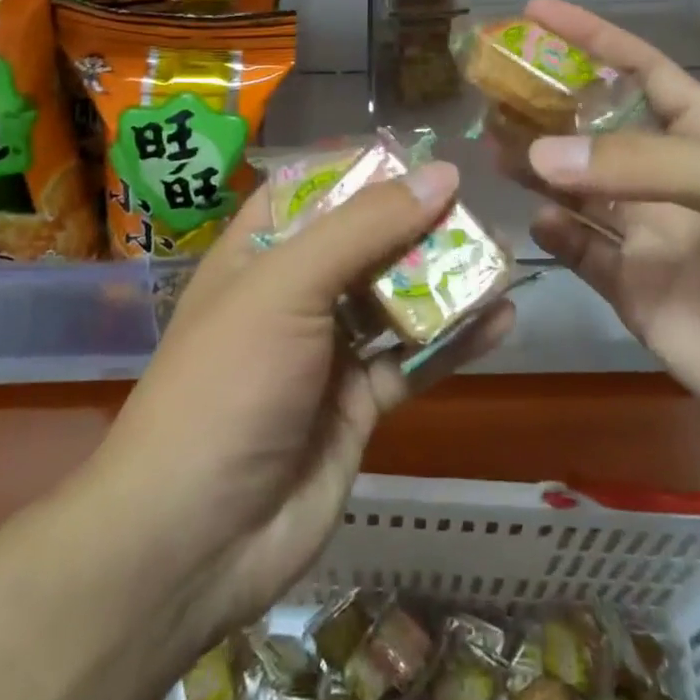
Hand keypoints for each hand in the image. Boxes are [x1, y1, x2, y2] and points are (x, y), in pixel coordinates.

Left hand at [83, 164, 513, 643]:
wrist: (195, 540)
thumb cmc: (229, 383)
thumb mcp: (288, 286)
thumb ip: (365, 227)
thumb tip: (441, 173)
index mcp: (258, 254)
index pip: (311, 190)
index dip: (363, 171)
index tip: (424, 158)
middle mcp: (293, 295)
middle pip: (364, 244)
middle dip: (418, 226)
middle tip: (481, 209)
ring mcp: (327, 352)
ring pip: (395, 301)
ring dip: (444, 281)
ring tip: (503, 256)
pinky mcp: (358, 404)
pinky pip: (413, 360)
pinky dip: (454, 341)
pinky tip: (503, 320)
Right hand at [519, 0, 699, 485]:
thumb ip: (645, 166)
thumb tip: (541, 152)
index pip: (641, 70)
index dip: (590, 39)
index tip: (534, 11)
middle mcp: (676, 181)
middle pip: (597, 132)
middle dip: (547, 107)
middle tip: (489, 89)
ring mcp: (656, 241)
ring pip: (581, 192)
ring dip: (539, 169)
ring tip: (491, 147)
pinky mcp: (642, 298)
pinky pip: (586, 257)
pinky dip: (557, 237)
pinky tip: (536, 219)